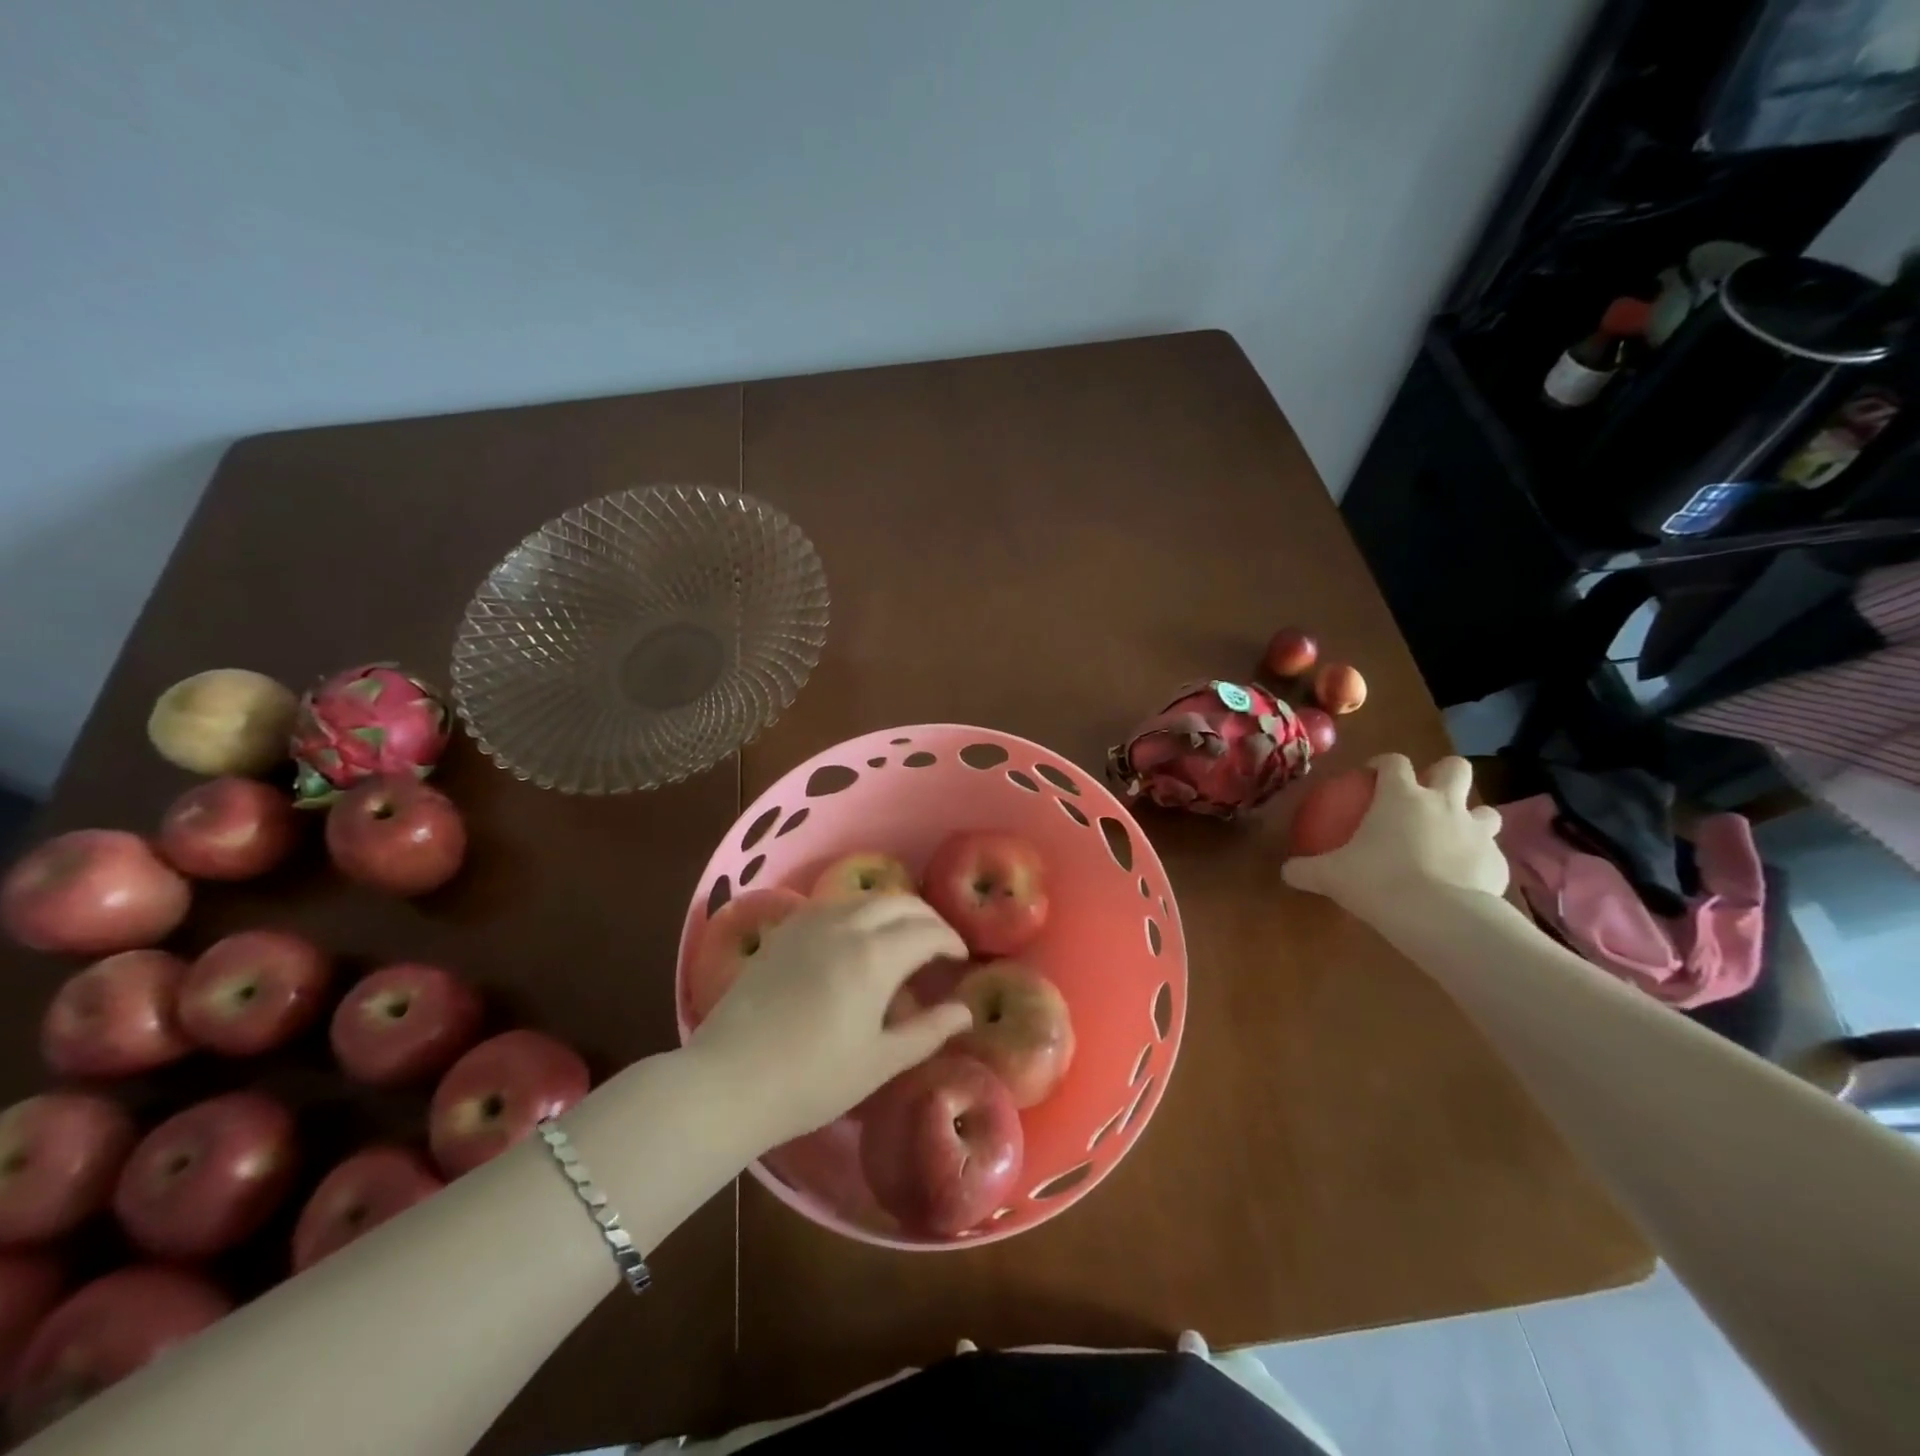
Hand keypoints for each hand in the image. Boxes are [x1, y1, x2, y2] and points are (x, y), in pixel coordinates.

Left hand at [687, 896, 971, 1149]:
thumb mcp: (880, 1062)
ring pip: (864, 899)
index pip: (927, 931)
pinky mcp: (784, 931)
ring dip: (892, 910)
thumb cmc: (812, 1079)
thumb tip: (965, 1011)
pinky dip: (858, 912)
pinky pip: (833, 905)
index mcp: (875, 955)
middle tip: (938, 943)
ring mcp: (810, 923)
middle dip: (926, 918)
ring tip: (900, 937)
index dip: (950, 941)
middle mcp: (846, 925)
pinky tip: (855, 938)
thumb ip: (928, 1031)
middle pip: (899, 903)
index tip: (961, 958)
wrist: (729, 1079)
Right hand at [1282, 754, 1506, 923]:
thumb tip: (1286, 871)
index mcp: (1401, 796)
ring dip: (1470, 817)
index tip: (1371, 777)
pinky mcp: (1498, 862)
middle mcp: (1443, 804)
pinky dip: (1479, 860)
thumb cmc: (1378, 881)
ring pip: (1485, 810)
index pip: (1394, 762)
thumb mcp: (1330, 876)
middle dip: (1444, 774)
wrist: (1439, 916)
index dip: (1383, 764)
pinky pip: (1492, 853)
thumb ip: (1306, 870)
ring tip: (1452, 837)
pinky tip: (1464, 879)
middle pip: (1455, 768)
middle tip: (1426, 795)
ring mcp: (1477, 831)